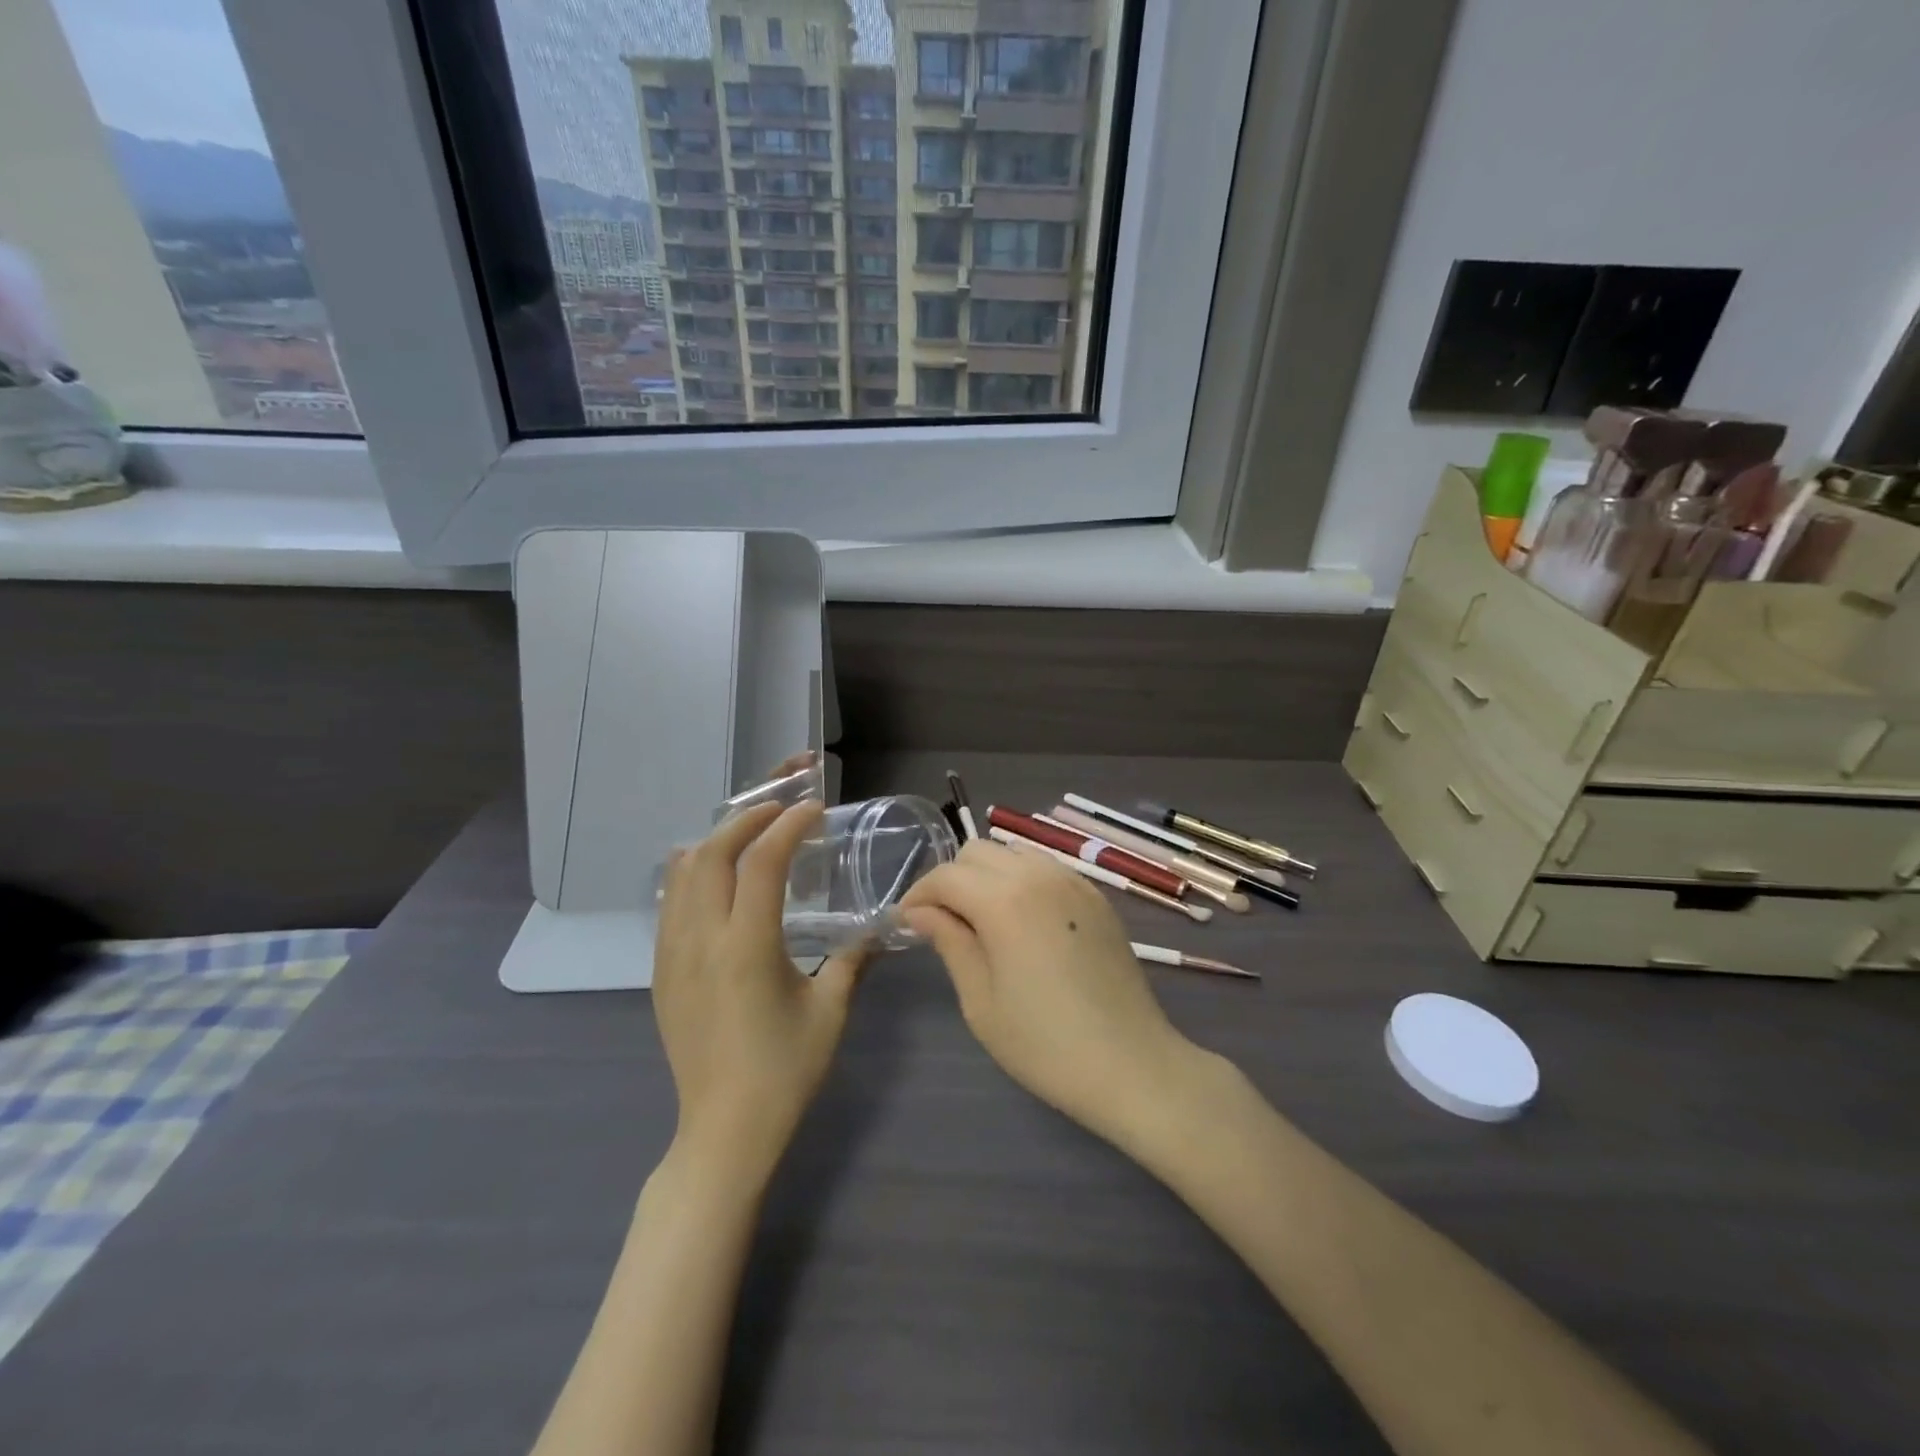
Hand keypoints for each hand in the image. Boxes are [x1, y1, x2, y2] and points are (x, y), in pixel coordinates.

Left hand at [653, 801, 866, 1185]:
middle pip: (713, 854)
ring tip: (747, 834)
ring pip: (683, 874)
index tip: (811, 810)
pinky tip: (712, 876)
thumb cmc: (785, 1070)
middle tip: (779, 810)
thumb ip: (853, 959)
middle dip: (746, 820)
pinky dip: (691, 874)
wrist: (724, 1129)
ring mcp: (673, 955)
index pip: (762, 862)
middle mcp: (702, 940)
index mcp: (747, 947)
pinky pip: (669, 904)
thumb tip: (878, 928)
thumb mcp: (830, 1011)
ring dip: (716, 842)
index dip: (787, 826)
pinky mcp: (661, 972)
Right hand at [901, 840, 1207, 1152]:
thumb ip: (950, 942)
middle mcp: (1039, 875)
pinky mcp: (1096, 896)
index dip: (918, 895)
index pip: (946, 876)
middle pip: (978, 851)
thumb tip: (920, 912)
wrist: (1131, 1064)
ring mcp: (1073, 882)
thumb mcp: (980, 1001)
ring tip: (982, 919)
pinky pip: (1046, 868)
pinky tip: (1023, 921)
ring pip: (1014, 852)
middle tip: (944, 922)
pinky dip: (1022, 879)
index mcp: (1004, 900)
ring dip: (988, 874)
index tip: (906, 923)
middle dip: (952, 879)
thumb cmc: (1045, 1044)